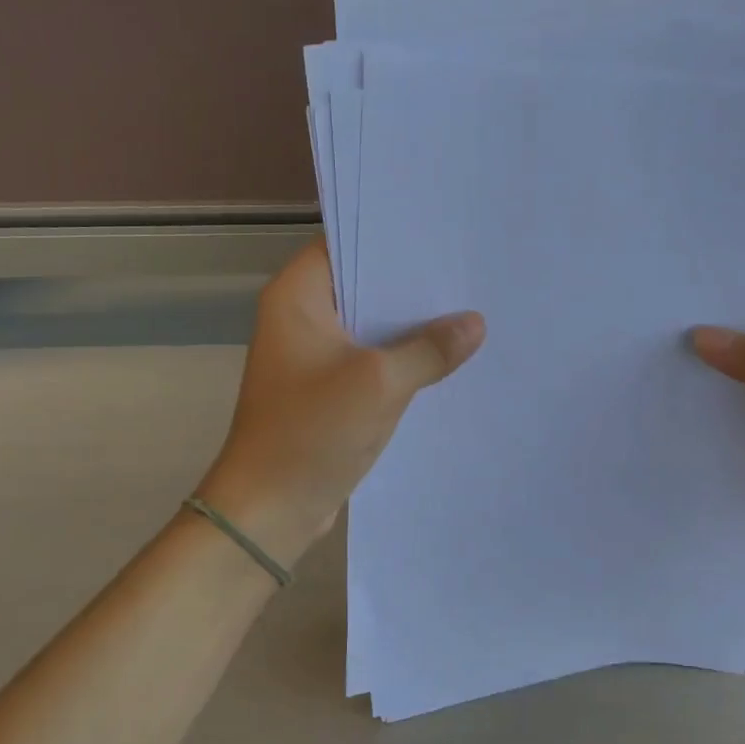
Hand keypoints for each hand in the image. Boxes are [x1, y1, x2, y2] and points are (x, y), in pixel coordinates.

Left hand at [196, 241, 484, 563]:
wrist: (270, 510)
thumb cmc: (312, 432)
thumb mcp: (380, 383)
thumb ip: (430, 348)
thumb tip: (474, 323)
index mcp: (296, 297)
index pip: (345, 244)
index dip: (390, 238)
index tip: (440, 234)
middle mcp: (299, 316)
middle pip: (361, 284)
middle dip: (410, 283)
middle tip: (465, 271)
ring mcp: (312, 354)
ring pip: (368, 324)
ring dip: (408, 323)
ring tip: (466, 307)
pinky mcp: (325, 387)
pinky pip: (368, 357)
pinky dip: (398, 355)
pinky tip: (443, 356)